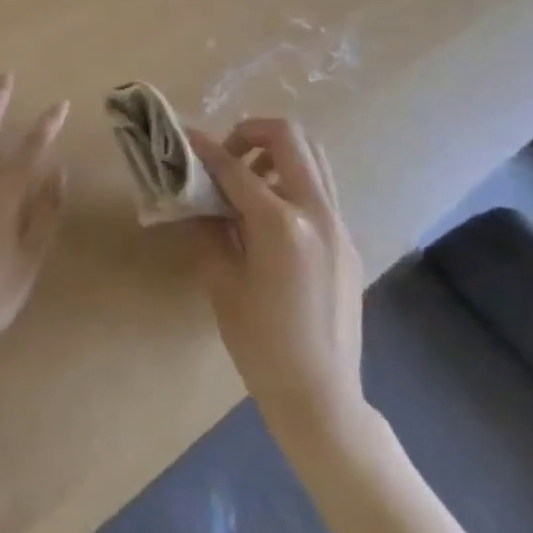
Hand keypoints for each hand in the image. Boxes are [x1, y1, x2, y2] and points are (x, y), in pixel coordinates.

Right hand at [186, 118, 365, 424]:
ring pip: (312, 155)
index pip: (235, 167)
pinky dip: (292, 179)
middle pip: (288, 137)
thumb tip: (193, 192)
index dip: (204, 148)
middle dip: (250, 132)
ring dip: (276, 153)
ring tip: (248, 181)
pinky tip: (269, 215)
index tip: (184, 136)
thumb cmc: (261, 344)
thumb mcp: (221, 282)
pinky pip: (320, 188)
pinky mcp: (348, 240)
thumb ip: (207, 226)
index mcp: (281, 223)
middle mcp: (316, 211)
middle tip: (226, 155)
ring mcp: (338, 224)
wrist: (322, 399)